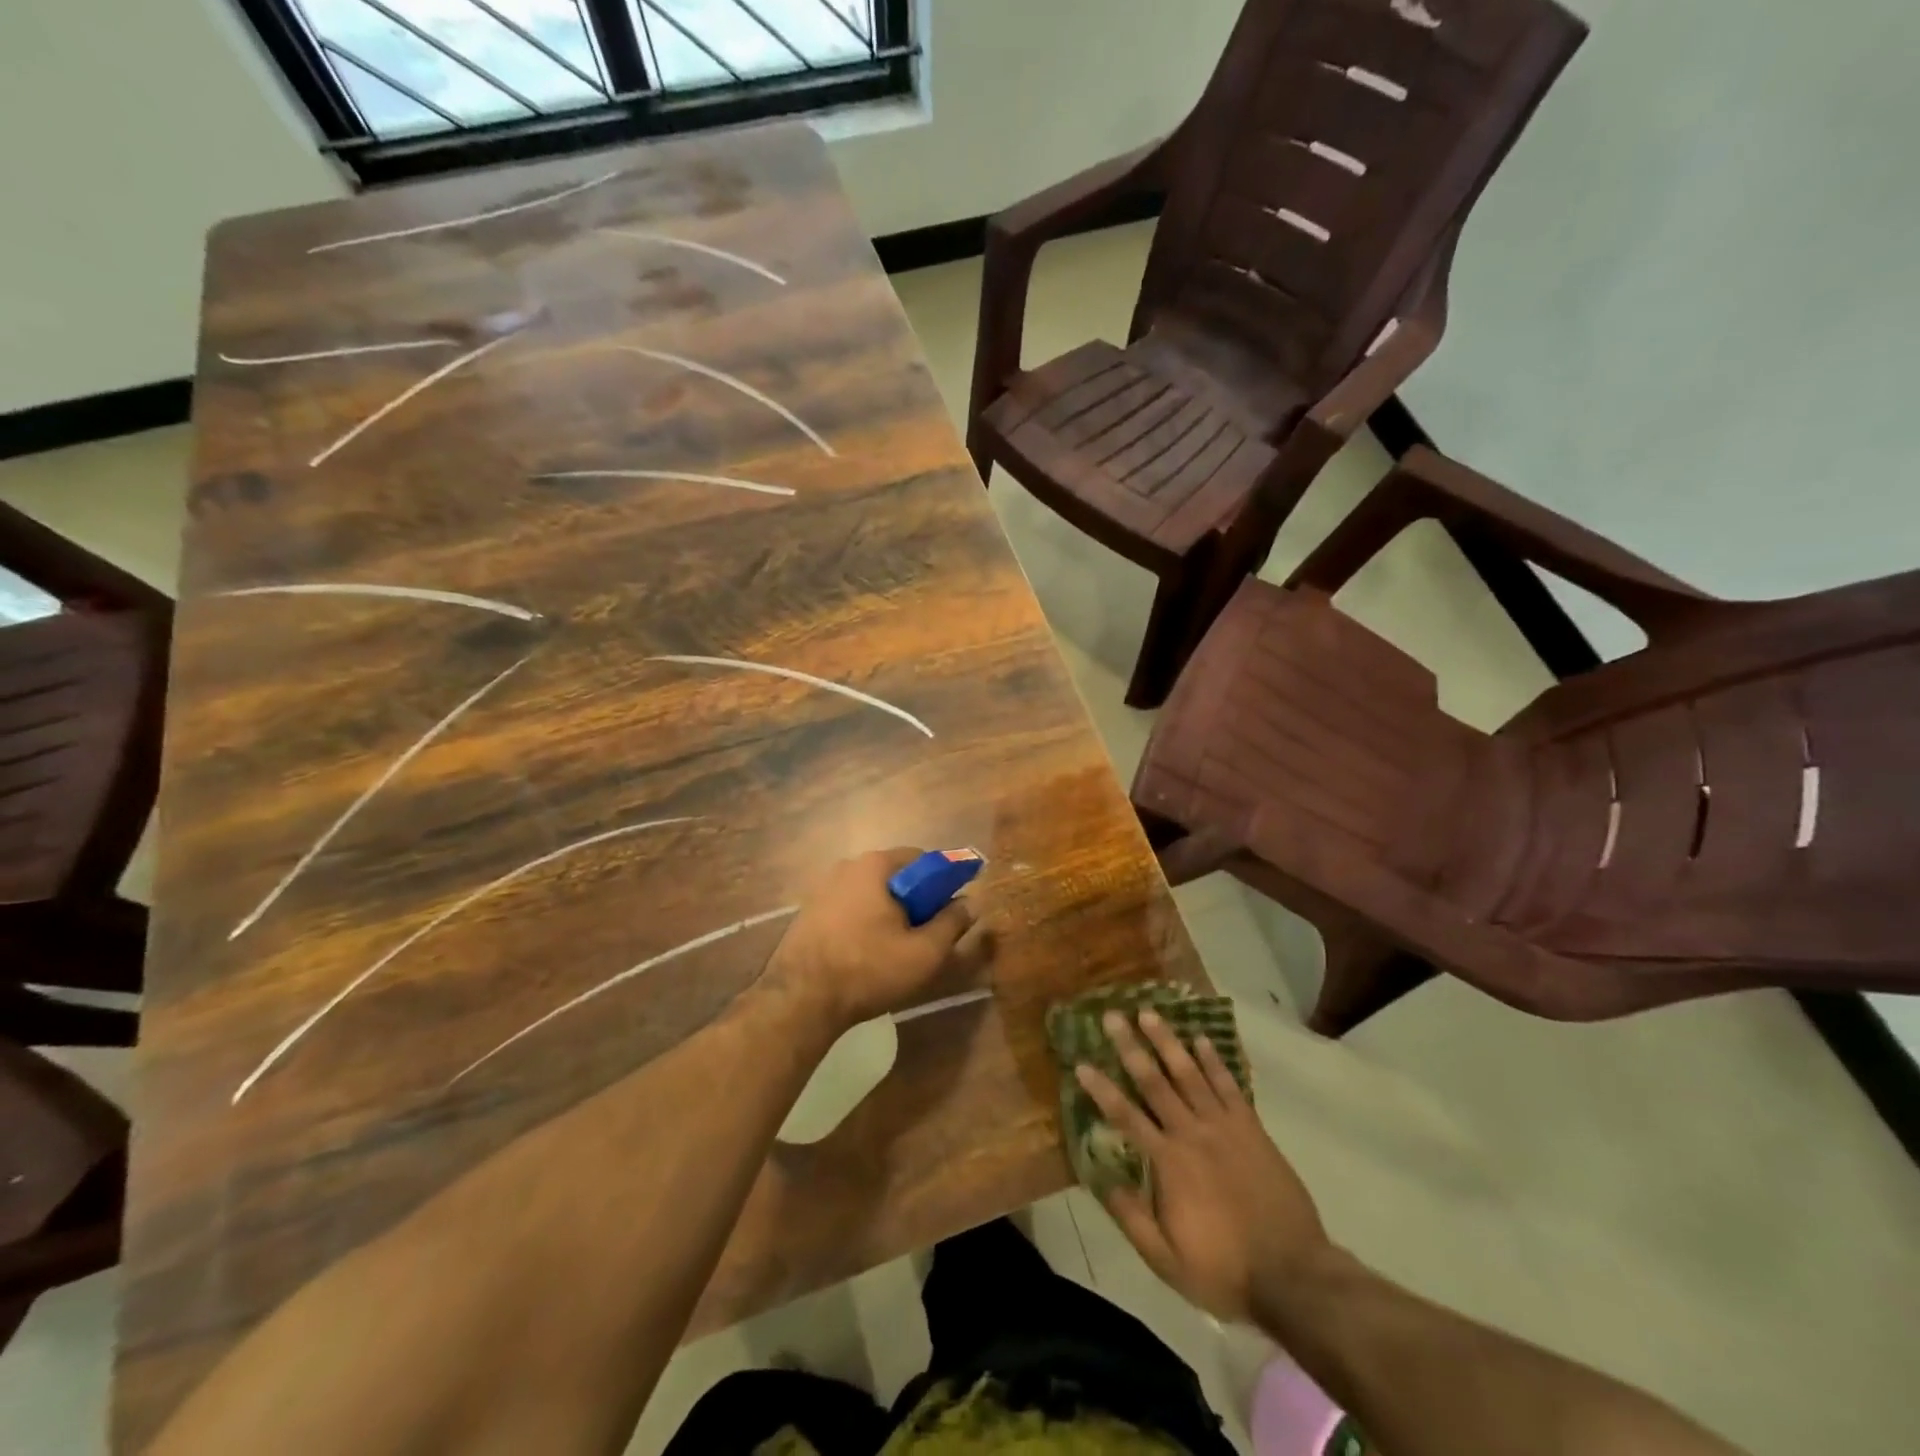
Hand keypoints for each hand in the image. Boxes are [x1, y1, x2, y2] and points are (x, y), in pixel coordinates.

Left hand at [766, 848, 992, 1033]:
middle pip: (896, 876)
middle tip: (925, 935)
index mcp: (876, 865)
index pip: (923, 859)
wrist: (800, 1000)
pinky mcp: (808, 911)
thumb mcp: (924, 953)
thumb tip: (972, 901)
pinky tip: (865, 954)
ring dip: (888, 913)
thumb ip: (952, 923)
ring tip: (895, 949)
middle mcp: (847, 866)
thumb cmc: (869, 969)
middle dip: (915, 900)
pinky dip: (864, 922)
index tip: (950, 912)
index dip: (943, 884)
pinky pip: (849, 907)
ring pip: (871, 893)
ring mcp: (822, 887)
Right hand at [1076, 1010, 1331, 1322]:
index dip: (1101, 1089)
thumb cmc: (1225, 1271)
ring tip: (1149, 1012)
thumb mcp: (1167, 1261)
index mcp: (1168, 1163)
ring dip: (1168, 1041)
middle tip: (1112, 1016)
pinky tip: (1201, 1038)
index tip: (1081, 1063)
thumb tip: (1102, 1179)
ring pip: (1190, 1074)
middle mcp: (1192, 1134)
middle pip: (1155, 1082)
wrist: (1295, 1276)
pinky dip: (1214, 1060)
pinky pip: (1229, 1086)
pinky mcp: (1252, 1129)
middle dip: (1130, 1047)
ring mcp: (1225, 1127)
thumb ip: (1133, 1218)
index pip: (1126, 1116)